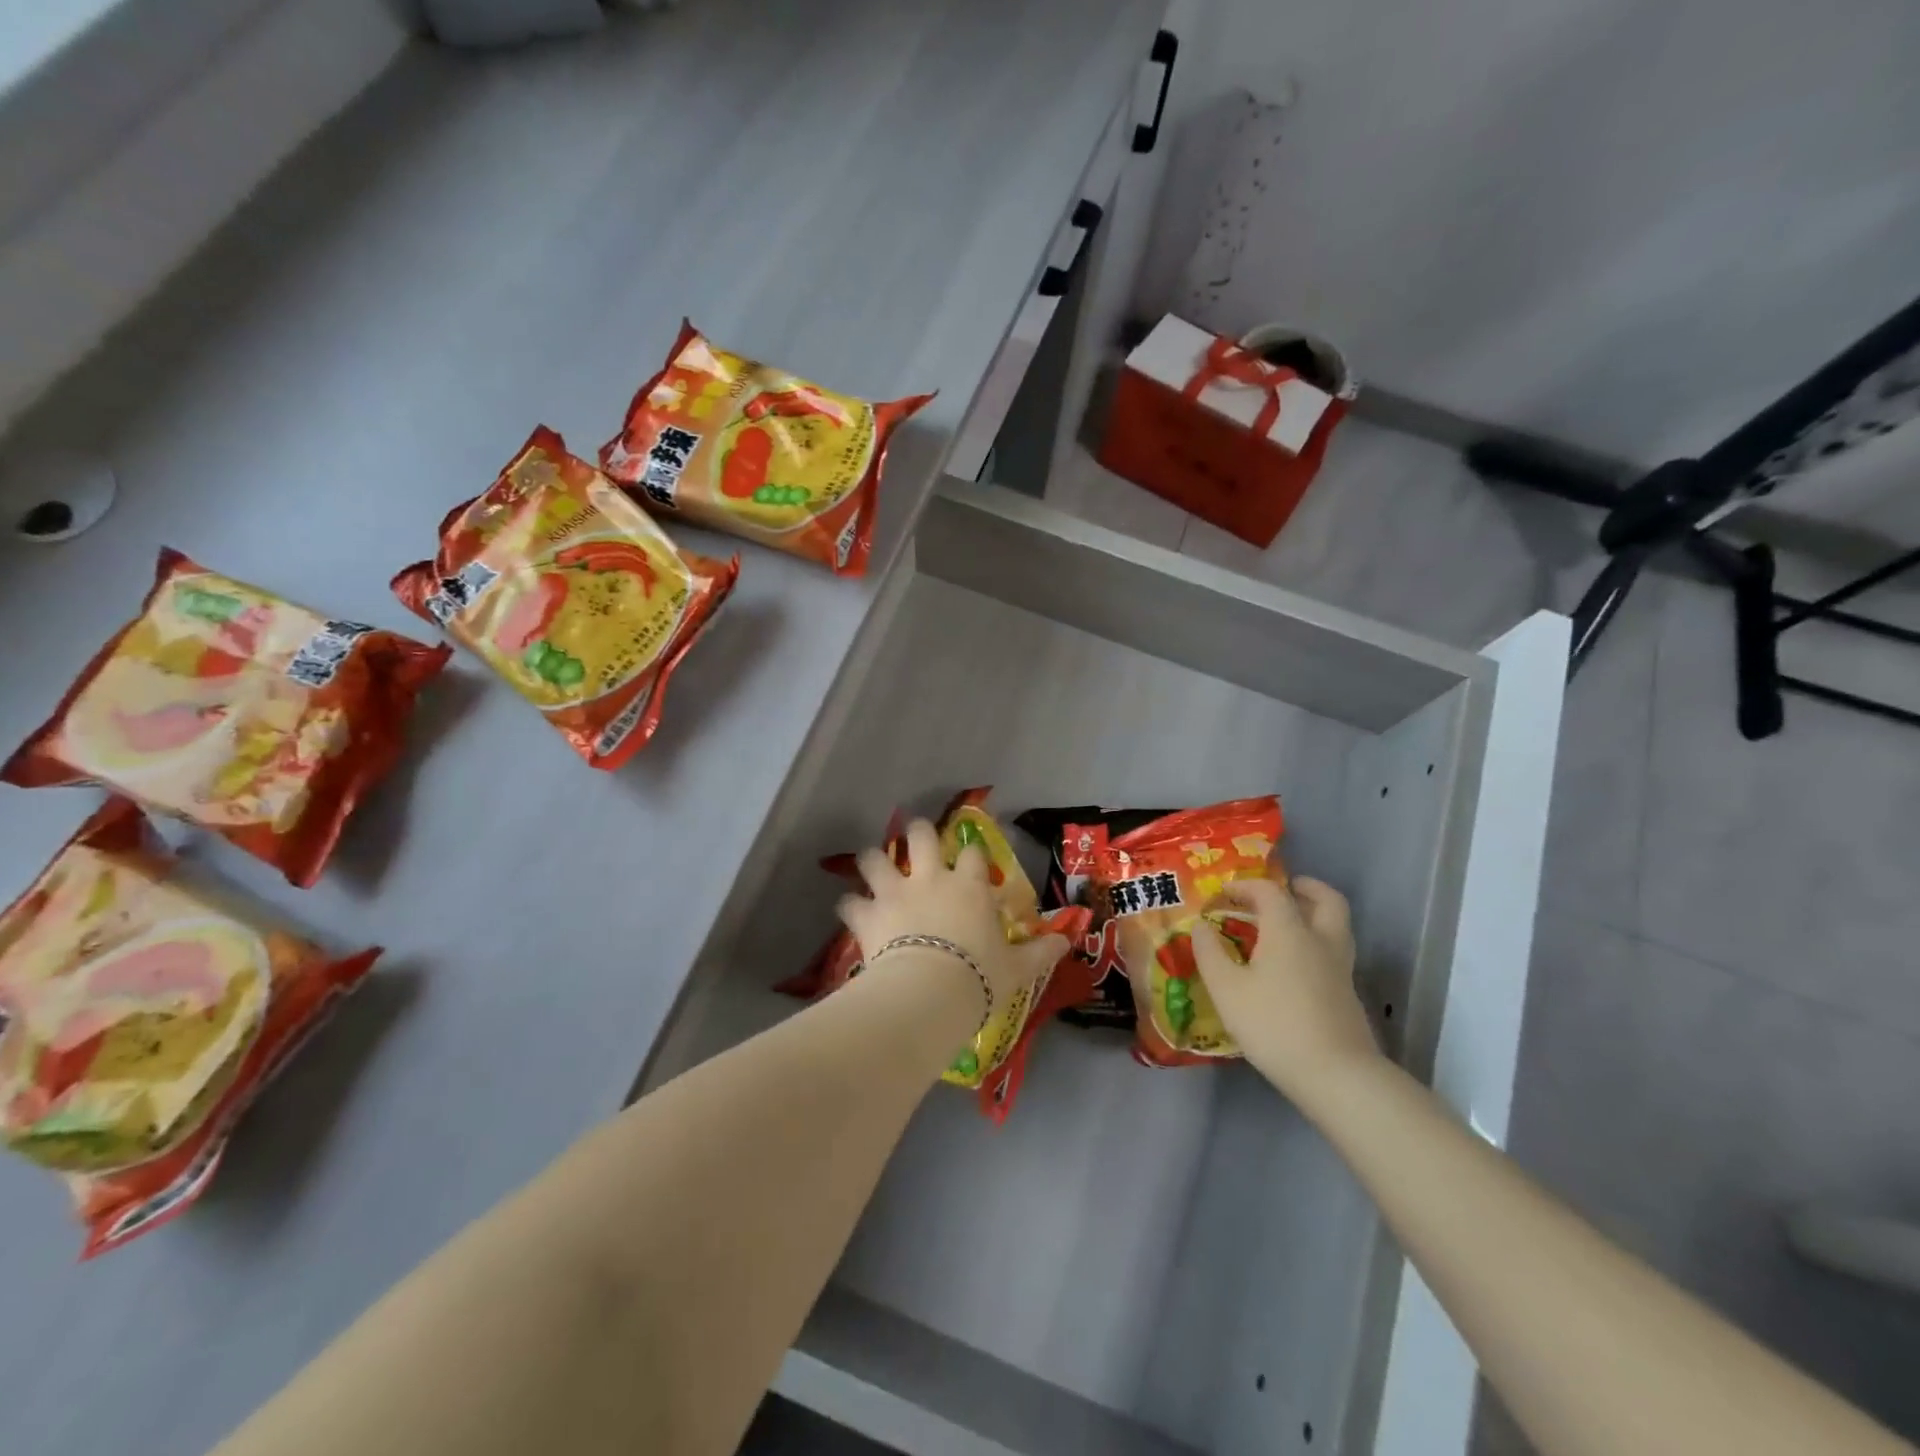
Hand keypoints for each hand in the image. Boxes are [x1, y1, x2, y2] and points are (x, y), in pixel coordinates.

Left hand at [837, 819, 1066, 1013]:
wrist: (930, 991)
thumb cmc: (979, 975)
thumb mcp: (1017, 967)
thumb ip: (1041, 952)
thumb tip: (1067, 941)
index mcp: (968, 886)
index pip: (972, 854)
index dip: (971, 852)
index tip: (970, 856)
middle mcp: (930, 879)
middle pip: (920, 837)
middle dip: (916, 832)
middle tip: (914, 835)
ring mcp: (895, 893)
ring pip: (875, 859)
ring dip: (872, 860)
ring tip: (871, 863)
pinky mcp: (867, 914)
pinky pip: (850, 902)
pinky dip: (850, 906)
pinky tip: (850, 911)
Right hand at [1191, 876, 1377, 1107]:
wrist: (1336, 1076)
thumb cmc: (1274, 1024)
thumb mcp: (1227, 989)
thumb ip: (1210, 953)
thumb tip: (1201, 926)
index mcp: (1289, 931)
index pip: (1270, 891)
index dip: (1245, 887)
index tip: (1222, 895)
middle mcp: (1320, 941)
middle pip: (1326, 900)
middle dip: (1305, 888)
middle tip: (1285, 889)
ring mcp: (1340, 969)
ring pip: (1336, 926)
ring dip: (1315, 914)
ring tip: (1289, 924)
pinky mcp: (1347, 996)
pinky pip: (1334, 952)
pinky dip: (1317, 944)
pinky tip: (1294, 965)